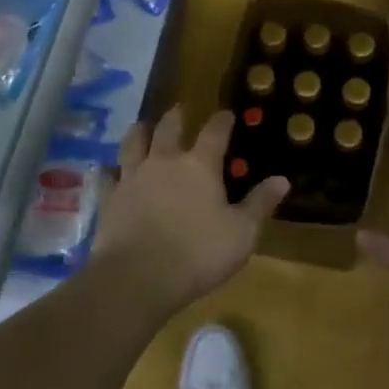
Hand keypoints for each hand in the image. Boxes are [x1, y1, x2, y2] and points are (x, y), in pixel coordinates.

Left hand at [92, 105, 288, 309]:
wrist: (137, 278)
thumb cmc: (198, 254)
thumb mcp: (241, 233)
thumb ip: (260, 204)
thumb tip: (282, 180)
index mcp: (200, 166)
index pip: (214, 132)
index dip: (222, 120)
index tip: (227, 114)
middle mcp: (164, 162)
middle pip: (169, 128)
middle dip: (176, 116)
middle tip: (179, 110)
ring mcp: (133, 178)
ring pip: (133, 142)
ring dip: (140, 132)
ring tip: (142, 127)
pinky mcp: (108, 199)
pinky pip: (106, 177)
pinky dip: (108, 171)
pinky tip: (108, 172)